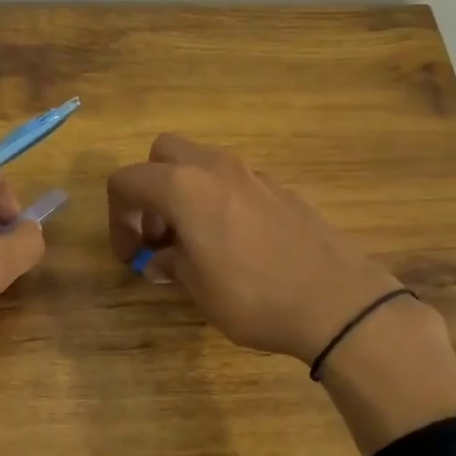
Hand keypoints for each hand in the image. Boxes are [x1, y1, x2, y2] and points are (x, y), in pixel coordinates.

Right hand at [107, 134, 455, 453]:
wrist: (338, 303)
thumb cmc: (255, 297)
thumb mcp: (199, 289)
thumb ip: (171, 264)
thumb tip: (159, 259)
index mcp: (184, 188)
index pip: (127, 181)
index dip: (117, 216)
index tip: (130, 253)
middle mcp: (216, 169)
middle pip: (163, 153)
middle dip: (149, 188)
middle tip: (158, 233)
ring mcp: (253, 175)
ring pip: (202, 162)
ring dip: (185, 191)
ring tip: (194, 240)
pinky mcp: (281, 190)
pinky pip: (234, 181)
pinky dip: (219, 199)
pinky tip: (234, 242)